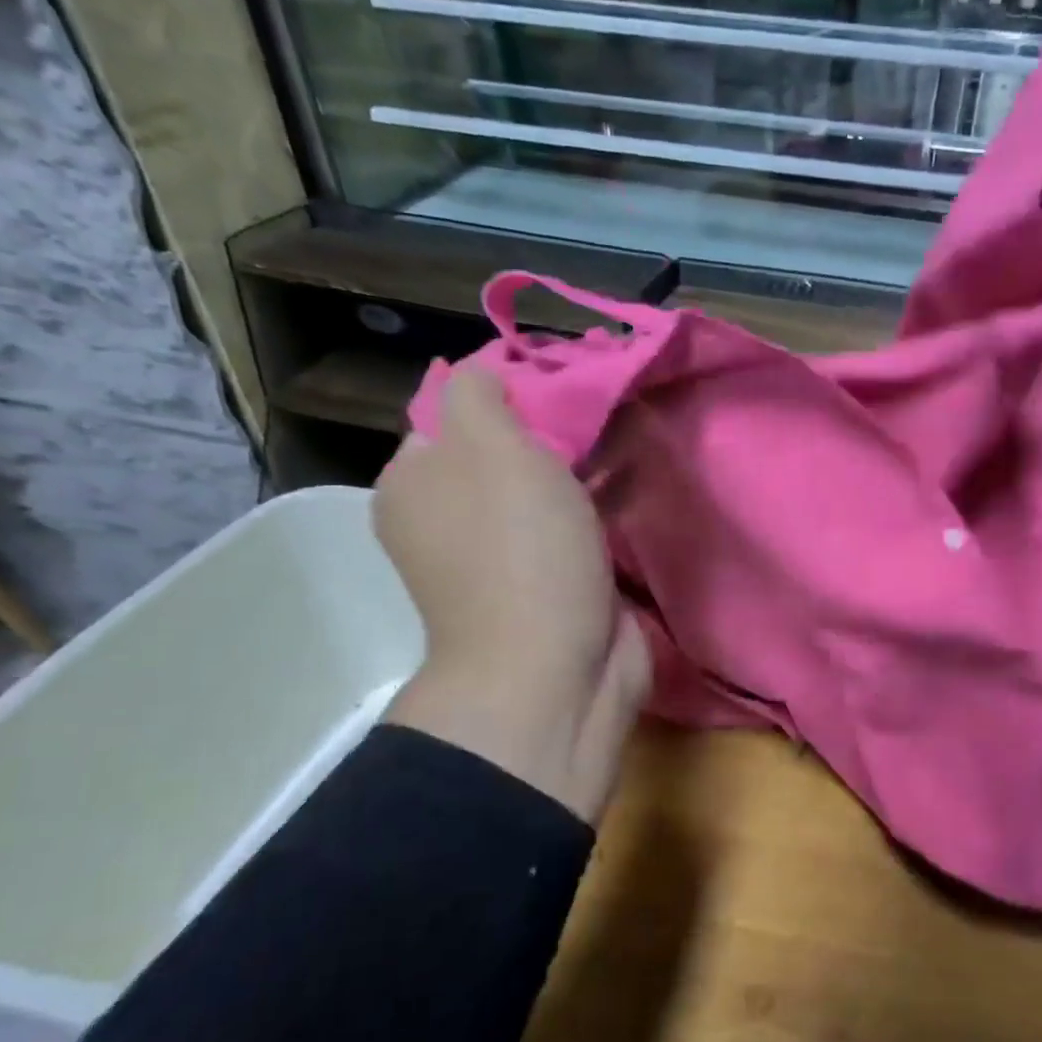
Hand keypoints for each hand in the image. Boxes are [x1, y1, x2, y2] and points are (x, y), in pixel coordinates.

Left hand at [375, 368, 647, 824]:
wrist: (554, 671)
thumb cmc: (518, 552)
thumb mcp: (489, 446)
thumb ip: (481, 392)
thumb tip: (488, 370)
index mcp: (416, 483)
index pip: (457, 410)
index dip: (509, 389)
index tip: (562, 384)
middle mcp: (449, 519)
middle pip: (504, 451)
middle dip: (552, 432)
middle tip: (598, 419)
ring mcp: (501, 558)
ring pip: (543, 491)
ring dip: (579, 473)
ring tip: (621, 448)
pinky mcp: (550, 585)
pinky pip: (572, 529)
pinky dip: (596, 512)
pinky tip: (626, 494)